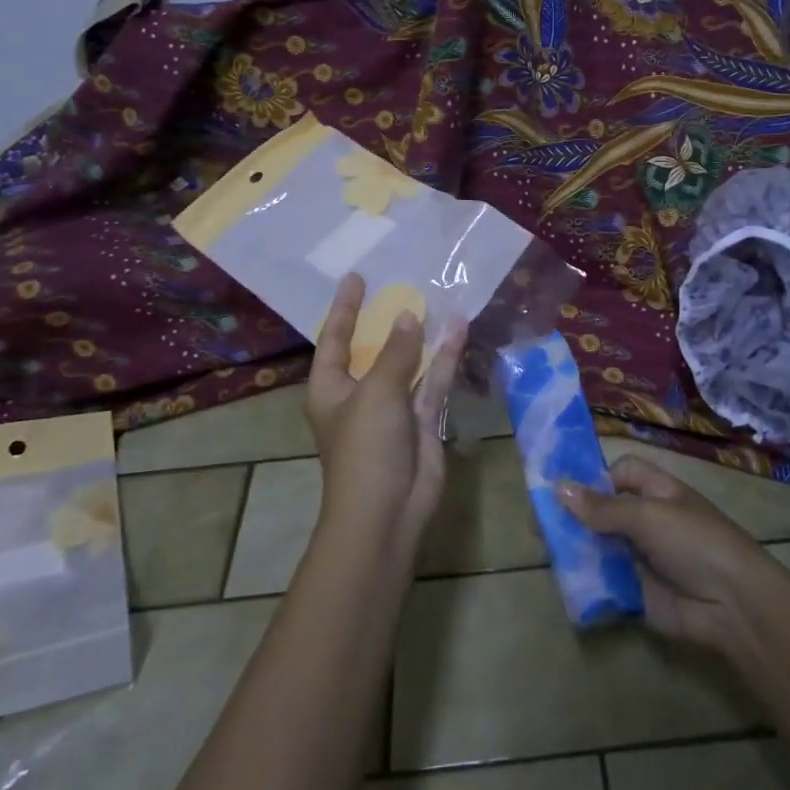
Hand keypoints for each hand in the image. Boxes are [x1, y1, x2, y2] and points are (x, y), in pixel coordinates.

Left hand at [305, 274, 466, 553]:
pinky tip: (458, 329)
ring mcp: (393, 408)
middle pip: (373, 348)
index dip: (344, 308)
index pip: (334, 338)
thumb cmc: (365, 448)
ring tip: (437, 298)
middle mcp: (359, 394)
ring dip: (422, 335)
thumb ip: (395, 353)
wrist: (387, 512)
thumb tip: (409, 316)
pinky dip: (444, 358)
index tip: (356, 277)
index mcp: (330, 388)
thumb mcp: (376, 393)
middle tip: (401, 283)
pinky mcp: (422, 420)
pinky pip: (433, 381)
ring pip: (409, 362)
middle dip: (387, 319)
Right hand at [559, 455, 789, 650]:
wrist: (732, 605)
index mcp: (656, 490)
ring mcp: (641, 556)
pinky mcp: (636, 589)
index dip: (594, 476)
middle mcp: (647, 519)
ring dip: (576, 545)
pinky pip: (604, 578)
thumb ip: (602, 507)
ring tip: (542, 548)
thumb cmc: (694, 542)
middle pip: (603, 509)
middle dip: (574, 514)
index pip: (619, 473)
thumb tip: (558, 489)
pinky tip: (561, 576)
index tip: (561, 486)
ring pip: (599, 544)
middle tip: (538, 522)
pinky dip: (585, 577)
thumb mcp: (647, 516)